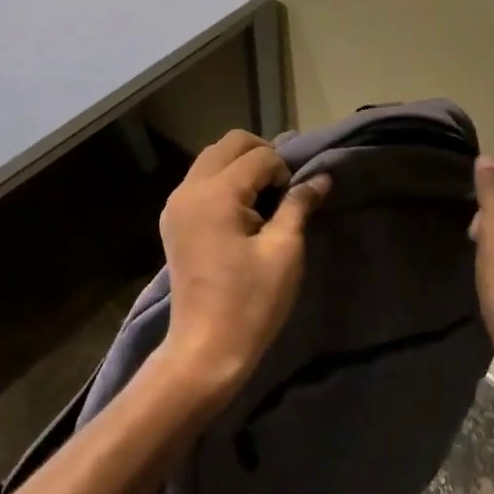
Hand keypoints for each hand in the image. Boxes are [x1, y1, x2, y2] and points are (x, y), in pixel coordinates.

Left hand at [155, 130, 329, 401]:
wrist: (205, 350)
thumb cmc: (250, 302)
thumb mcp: (284, 251)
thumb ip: (299, 205)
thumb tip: (321, 178)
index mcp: (216, 193)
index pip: (259, 155)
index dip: (284, 170)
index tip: (294, 202)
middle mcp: (189, 189)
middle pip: (229, 144)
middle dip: (261, 154)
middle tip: (282, 188)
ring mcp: (176, 204)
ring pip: (211, 158)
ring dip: (241, 165)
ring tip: (264, 199)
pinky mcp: (173, 220)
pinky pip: (200, 180)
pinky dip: (223, 181)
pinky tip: (241, 211)